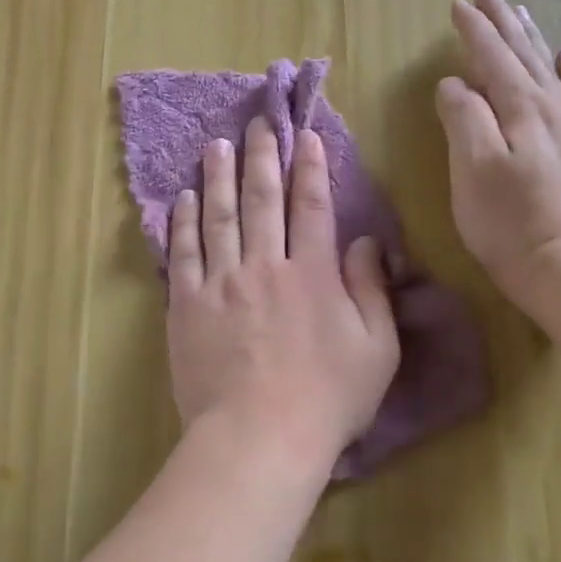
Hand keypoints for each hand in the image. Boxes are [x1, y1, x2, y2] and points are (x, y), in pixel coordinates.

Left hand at [167, 117, 399, 467]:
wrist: (259, 437)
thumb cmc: (327, 399)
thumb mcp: (376, 348)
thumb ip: (371, 289)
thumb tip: (366, 242)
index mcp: (313, 273)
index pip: (312, 206)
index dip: (310, 167)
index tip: (305, 136)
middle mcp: (265, 265)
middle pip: (262, 199)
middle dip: (262, 156)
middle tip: (258, 123)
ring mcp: (221, 283)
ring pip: (219, 216)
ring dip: (219, 176)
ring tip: (217, 144)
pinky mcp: (187, 306)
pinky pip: (184, 253)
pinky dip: (184, 222)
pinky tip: (185, 198)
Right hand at [436, 0, 560, 303]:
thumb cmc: (508, 221)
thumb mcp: (472, 168)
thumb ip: (463, 117)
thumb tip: (455, 84)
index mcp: (519, 108)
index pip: (492, 57)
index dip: (473, 30)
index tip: (457, 4)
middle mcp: (550, 107)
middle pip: (523, 53)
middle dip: (502, 22)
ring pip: (548, 68)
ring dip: (531, 38)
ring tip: (520, 12)